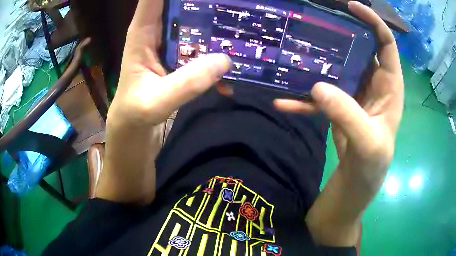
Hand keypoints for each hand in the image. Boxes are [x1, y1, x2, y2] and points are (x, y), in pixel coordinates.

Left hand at [96, 0, 230, 203]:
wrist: (135, 133)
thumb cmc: (134, 116)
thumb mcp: (154, 103)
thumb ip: (186, 83)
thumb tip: (225, 61)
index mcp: (142, 34)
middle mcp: (157, 34)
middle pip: (180, 4)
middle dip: (203, 1)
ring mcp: (172, 46)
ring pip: (195, 23)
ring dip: (215, 20)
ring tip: (239, 15)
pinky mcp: (182, 61)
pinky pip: (203, 46)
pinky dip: (218, 48)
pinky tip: (236, 55)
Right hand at [274, 2, 403, 245]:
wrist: (358, 180)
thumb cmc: (373, 164)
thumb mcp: (368, 143)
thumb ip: (348, 115)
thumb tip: (318, 86)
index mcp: (390, 86)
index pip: (386, 43)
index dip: (372, 21)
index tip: (351, 6)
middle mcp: (374, 82)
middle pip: (359, 47)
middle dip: (341, 31)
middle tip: (316, 19)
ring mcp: (355, 92)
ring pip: (338, 65)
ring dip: (319, 59)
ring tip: (296, 49)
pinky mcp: (339, 104)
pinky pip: (322, 93)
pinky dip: (304, 97)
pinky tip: (283, 100)